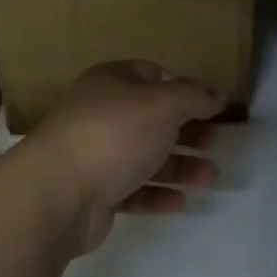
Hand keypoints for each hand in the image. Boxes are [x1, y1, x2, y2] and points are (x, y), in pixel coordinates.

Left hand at [23, 62, 222, 253]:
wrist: (58, 193)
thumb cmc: (114, 135)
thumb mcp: (163, 105)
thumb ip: (195, 97)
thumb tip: (218, 94)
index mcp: (111, 83)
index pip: (152, 75)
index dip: (184, 87)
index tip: (212, 106)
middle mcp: (101, 114)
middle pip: (152, 119)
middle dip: (187, 131)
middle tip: (216, 142)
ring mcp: (96, 154)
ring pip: (145, 156)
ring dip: (180, 165)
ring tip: (211, 177)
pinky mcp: (95, 193)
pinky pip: (133, 190)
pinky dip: (158, 193)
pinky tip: (182, 201)